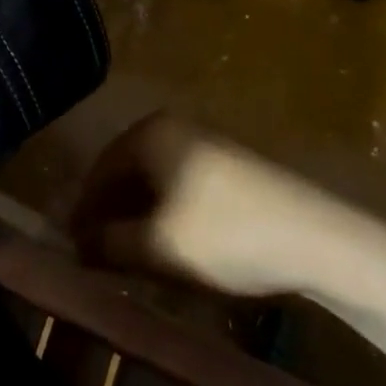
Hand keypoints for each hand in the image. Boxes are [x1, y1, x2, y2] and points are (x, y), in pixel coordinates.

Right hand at [69, 113, 344, 299]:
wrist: (315, 234)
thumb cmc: (226, 234)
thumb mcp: (159, 246)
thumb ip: (109, 244)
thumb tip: (76, 245)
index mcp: (150, 133)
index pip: (99, 171)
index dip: (82, 212)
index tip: (70, 251)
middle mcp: (174, 126)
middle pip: (126, 171)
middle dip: (109, 214)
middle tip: (96, 257)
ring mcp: (205, 142)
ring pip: (154, 180)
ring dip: (137, 217)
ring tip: (128, 258)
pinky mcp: (228, 163)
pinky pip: (180, 184)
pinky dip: (165, 213)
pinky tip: (169, 245)